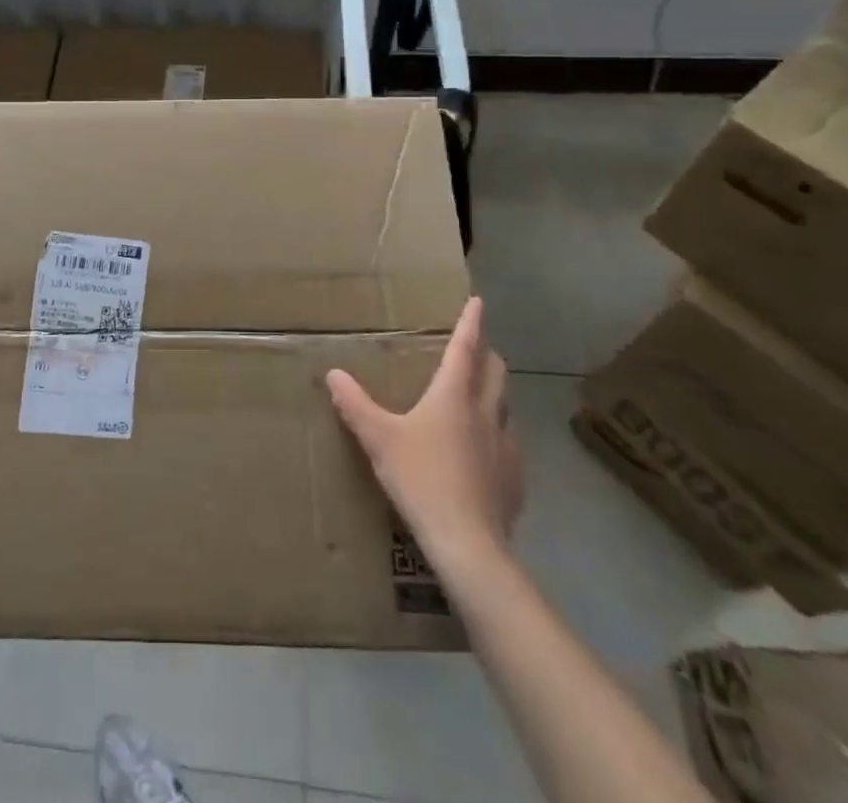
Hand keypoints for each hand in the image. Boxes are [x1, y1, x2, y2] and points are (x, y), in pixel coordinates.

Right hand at [326, 297, 522, 562]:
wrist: (468, 545)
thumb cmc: (421, 479)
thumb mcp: (379, 439)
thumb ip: (355, 404)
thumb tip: (332, 373)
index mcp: (454, 396)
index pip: (465, 348)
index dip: (471, 322)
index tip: (478, 301)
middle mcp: (485, 413)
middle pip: (495, 372)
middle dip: (487, 354)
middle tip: (474, 348)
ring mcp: (506, 446)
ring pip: (504, 406)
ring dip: (493, 393)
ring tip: (476, 398)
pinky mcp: (515, 479)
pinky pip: (508, 443)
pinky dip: (496, 434)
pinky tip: (482, 453)